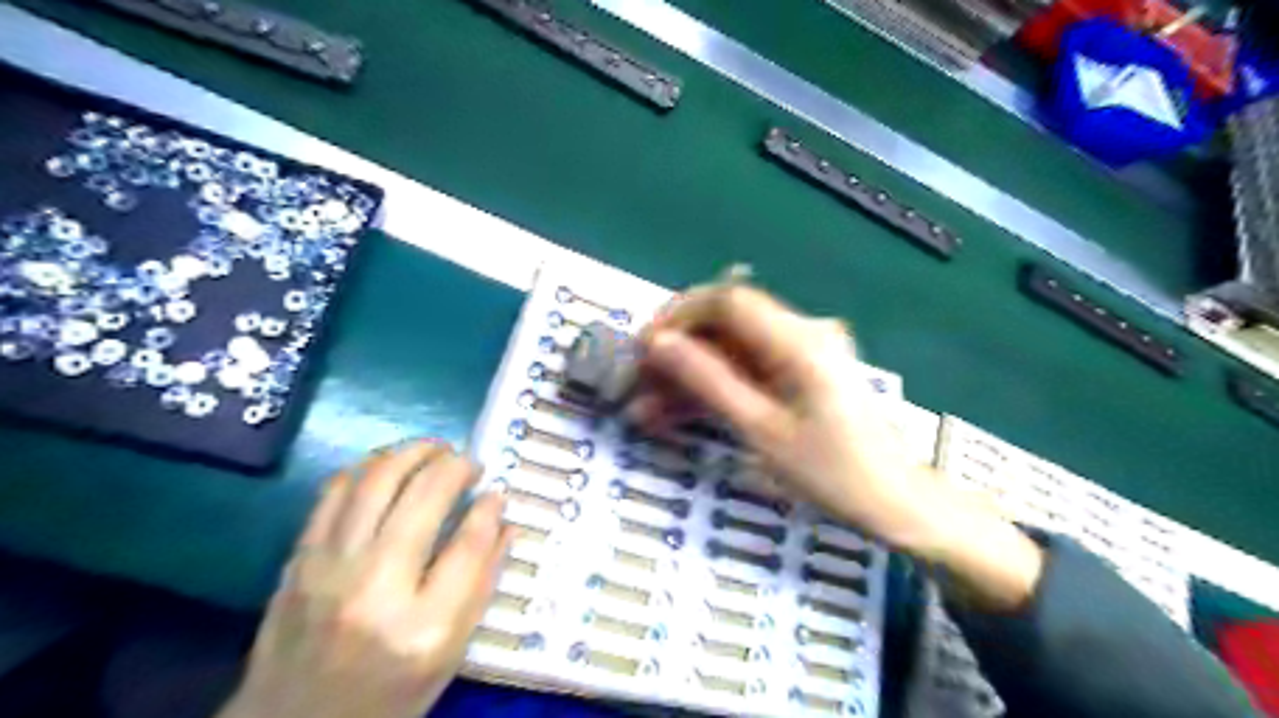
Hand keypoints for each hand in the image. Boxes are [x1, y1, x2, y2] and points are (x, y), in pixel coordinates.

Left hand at [222, 439, 512, 717]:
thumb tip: (503, 521)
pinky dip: (368, 467)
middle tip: (470, 462)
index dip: (489, 509)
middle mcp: (375, 589)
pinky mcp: (298, 560)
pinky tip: (389, 466)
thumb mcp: (450, 654)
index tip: (497, 492)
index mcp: (423, 627)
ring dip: (412, 452)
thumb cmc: (388, 695)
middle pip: (423, 498)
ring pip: (377, 481)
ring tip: (435, 449)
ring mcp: (328, 569)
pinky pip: (335, 492)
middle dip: (455, 466)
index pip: (467, 545)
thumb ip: (481, 583)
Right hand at [634, 282, 936, 546]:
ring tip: (648, 410)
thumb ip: (707, 381)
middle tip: (639, 385)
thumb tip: (658, 344)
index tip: (643, 349)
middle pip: (725, 322)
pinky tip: (679, 412)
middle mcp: (801, 331)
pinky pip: (747, 368)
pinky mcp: (800, 372)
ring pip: (730, 347)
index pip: (726, 299)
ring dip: (690, 373)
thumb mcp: (760, 429)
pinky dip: (714, 386)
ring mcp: (802, 352)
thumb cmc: (831, 472)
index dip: (678, 316)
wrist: (893, 502)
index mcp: (798, 339)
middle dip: (678, 350)